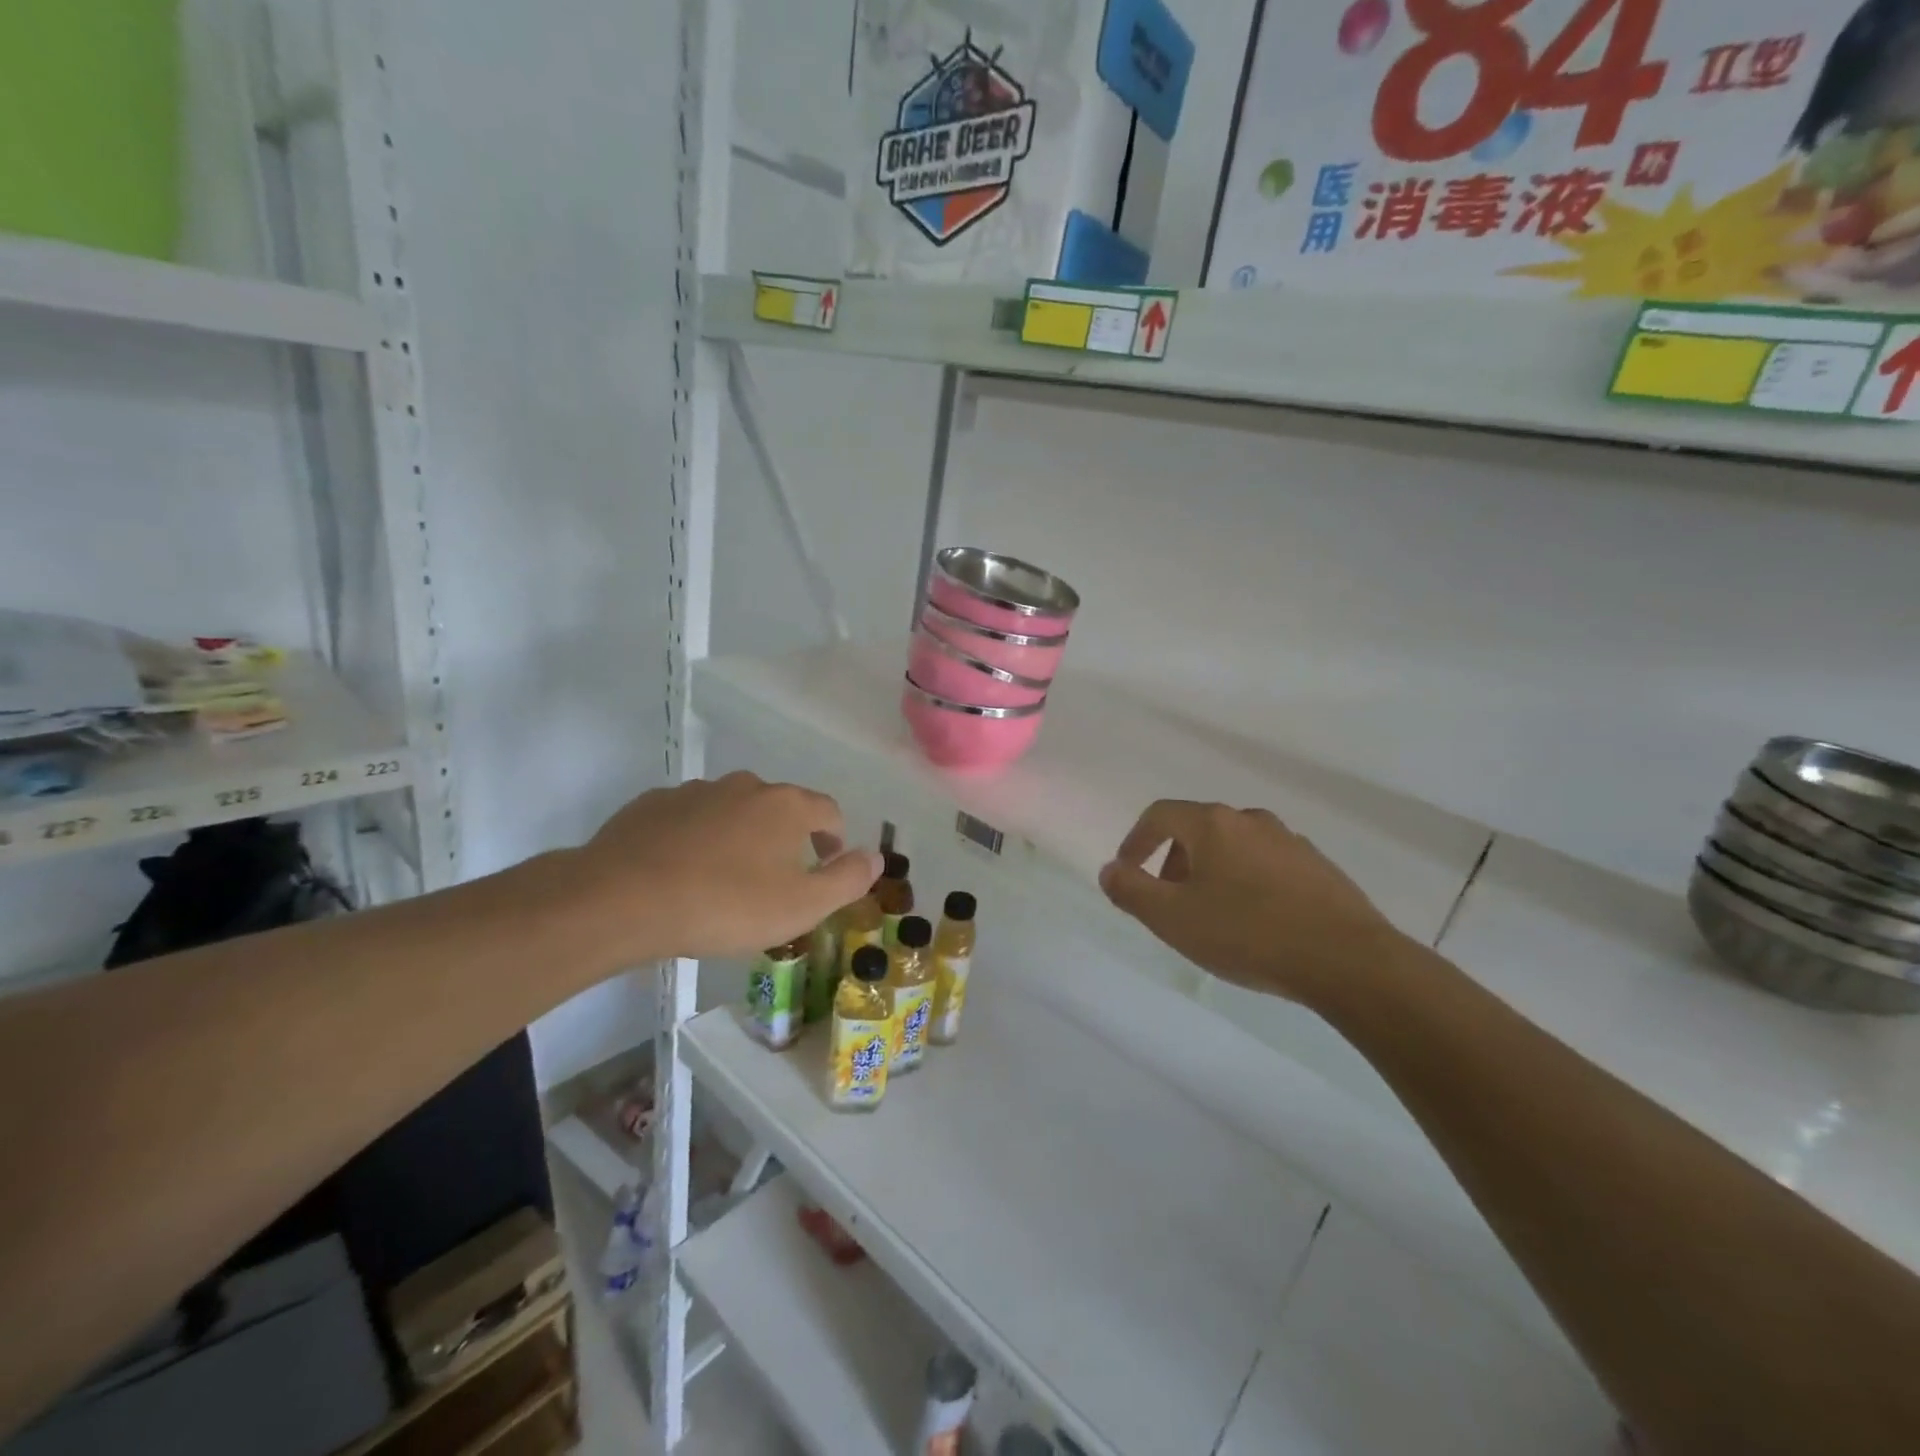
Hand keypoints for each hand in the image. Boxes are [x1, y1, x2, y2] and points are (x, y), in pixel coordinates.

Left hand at [575, 773, 881, 963]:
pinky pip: (688, 819)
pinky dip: (696, 838)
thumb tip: (877, 856)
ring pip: (732, 811)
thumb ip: (848, 879)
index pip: (828, 810)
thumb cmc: (726, 905)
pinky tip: (682, 872)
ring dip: (739, 836)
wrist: (623, 900)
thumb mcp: (802, 906)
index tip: (826, 864)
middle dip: (785, 837)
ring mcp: (695, 791)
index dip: (834, 837)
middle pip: (779, 807)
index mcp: (786, 805)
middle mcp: (745, 786)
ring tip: (726, 878)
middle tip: (776, 878)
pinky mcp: (652, 805)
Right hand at [1099, 800, 1406, 1002]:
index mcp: (1213, 824)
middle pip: (1197, 829)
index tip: (1127, 871)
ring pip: (1233, 847)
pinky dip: (1246, 882)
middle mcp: (1250, 820)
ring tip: (1210, 915)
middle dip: (1172, 861)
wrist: (1348, 961)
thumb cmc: (1248, 933)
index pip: (1160, 814)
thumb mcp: (1173, 918)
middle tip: (1168, 901)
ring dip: (1210, 872)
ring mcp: (1290, 841)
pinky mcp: (1318, 867)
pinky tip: (1254, 922)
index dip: (1136, 841)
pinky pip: (1266, 865)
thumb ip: (1131, 890)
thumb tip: (1110, 870)